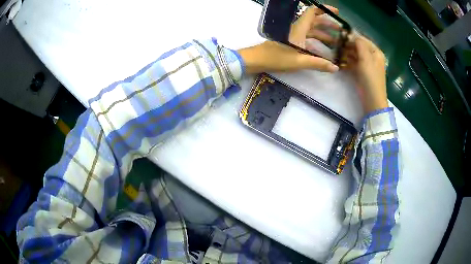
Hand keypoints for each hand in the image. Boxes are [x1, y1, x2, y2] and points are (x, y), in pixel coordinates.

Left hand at [238, 6, 339, 73]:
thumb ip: (317, 63)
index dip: (324, 10)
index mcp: (299, 28)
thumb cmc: (276, 58)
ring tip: (336, 42)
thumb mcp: (299, 61)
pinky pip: (307, 38)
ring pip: (311, 31)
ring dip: (324, 34)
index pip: (312, 13)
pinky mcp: (291, 42)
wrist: (256, 60)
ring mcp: (293, 35)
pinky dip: (316, 41)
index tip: (336, 13)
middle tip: (341, 31)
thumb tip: (335, 67)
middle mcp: (297, 29)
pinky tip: (323, 50)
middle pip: (315, 22)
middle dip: (328, 25)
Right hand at [342, 34, 388, 112]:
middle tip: (336, 45)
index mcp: (376, 52)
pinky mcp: (361, 73)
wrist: (372, 100)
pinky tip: (339, 61)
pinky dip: (347, 62)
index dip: (352, 37)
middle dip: (348, 45)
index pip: (363, 39)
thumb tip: (351, 34)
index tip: (339, 36)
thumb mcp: (366, 58)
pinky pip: (353, 63)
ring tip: (335, 52)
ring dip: (346, 53)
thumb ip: (359, 44)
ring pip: (354, 55)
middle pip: (358, 47)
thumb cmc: (371, 78)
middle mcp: (372, 57)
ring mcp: (366, 65)